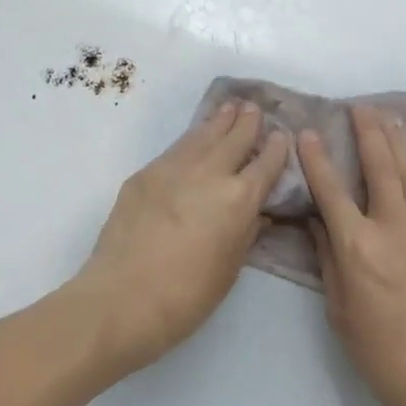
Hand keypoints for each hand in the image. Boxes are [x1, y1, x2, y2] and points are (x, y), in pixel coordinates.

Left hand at [71, 101, 289, 371]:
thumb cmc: (187, 296)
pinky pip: (177, 148)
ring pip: (203, 135)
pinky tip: (195, 138)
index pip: (265, 164)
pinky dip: (192, 138)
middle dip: (247, 122)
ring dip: (219, 121)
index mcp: (239, 199)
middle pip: (234, 138)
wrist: (123, 297)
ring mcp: (174, 168)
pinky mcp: (145, 173)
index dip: (276, 148)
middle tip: (254, 108)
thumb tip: (257, 212)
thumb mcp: (230, 268)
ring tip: (229, 108)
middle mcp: (209, 173)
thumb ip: (246, 232)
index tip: (282, 134)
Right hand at [300, 106, 405, 405]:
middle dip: (368, 133)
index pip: (333, 192)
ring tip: (387, 117)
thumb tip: (320, 222)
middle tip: (359, 107)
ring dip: (398, 141)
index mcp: (359, 249)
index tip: (310, 132)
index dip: (319, 159)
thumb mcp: (340, 310)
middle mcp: (395, 230)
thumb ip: (329, 259)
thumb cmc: (382, 354)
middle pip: (381, 168)